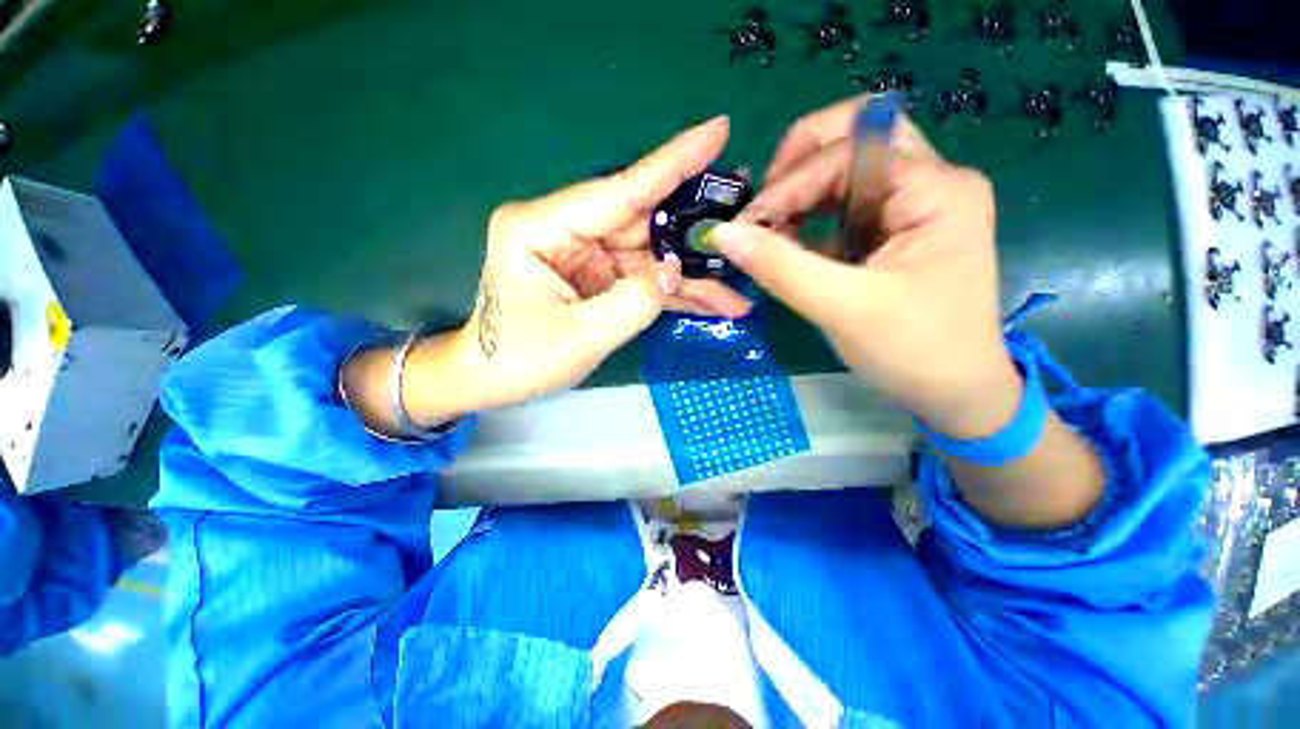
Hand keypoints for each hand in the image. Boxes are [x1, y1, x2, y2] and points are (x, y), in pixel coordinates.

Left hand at [345, 117, 753, 431]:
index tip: (718, 131)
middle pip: (643, 224)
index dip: (672, 163)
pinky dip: (673, 294)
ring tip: (737, 288)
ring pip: (649, 257)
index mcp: (543, 228)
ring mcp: (584, 256)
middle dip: (694, 230)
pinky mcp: (595, 279)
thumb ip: (634, 301)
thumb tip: (675, 270)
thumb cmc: (519, 360)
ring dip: (690, 276)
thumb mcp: (580, 337)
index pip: (619, 190)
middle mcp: (566, 231)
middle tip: (746, 218)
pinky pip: (642, 280)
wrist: (489, 381)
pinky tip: (710, 304)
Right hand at [709, 96, 1021, 437]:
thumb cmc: (914, 350)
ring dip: (800, 195)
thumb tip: (722, 233)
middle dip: (798, 166)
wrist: (956, 393)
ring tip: (767, 231)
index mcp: (936, 188)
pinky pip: (844, 208)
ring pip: (845, 173)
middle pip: (854, 141)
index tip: (747, 225)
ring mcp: (913, 207)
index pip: (849, 151)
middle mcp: (929, 183)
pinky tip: (787, 245)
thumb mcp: (842, 307)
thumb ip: (779, 266)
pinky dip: (810, 220)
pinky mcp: (895, 233)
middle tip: (762, 208)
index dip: (791, 182)